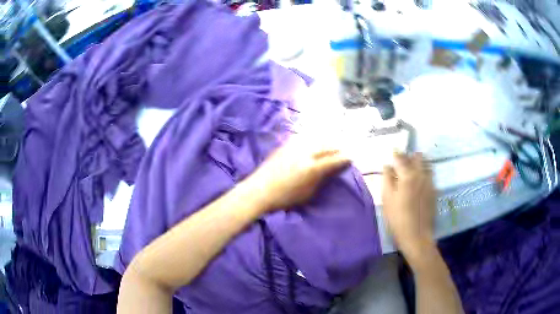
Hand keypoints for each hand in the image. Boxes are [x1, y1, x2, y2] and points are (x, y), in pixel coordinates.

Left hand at [245, 138, 349, 210]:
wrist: (258, 191)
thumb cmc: (284, 198)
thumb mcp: (307, 194)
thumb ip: (320, 180)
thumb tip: (329, 171)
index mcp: (312, 168)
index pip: (333, 160)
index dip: (344, 158)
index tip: (351, 157)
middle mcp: (304, 153)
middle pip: (326, 146)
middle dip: (337, 148)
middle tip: (344, 149)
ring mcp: (294, 147)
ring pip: (315, 139)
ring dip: (326, 141)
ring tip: (332, 143)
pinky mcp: (285, 146)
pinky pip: (303, 139)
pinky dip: (313, 139)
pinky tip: (314, 141)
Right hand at [382, 152, 436, 263]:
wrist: (417, 236)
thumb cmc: (398, 219)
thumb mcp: (387, 199)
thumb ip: (387, 179)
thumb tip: (387, 166)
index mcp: (408, 175)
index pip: (401, 158)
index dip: (396, 154)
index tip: (392, 151)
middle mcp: (421, 175)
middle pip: (416, 157)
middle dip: (409, 156)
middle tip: (402, 160)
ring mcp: (430, 183)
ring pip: (426, 164)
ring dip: (418, 162)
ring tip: (412, 167)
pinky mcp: (434, 191)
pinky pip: (430, 175)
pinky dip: (424, 172)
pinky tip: (419, 179)